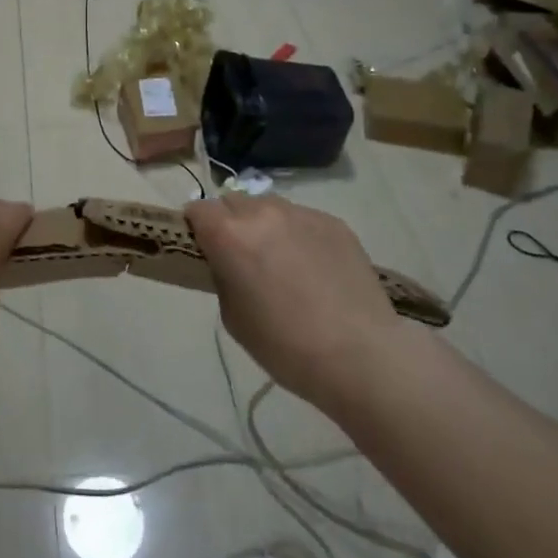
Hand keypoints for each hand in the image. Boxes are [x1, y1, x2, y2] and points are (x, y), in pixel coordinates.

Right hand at [184, 195, 399, 411]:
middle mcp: (263, 212)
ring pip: (270, 207)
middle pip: (233, 202)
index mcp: (229, 234)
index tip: (204, 248)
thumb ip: (223, 275)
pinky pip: (303, 220)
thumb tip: (229, 262)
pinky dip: (298, 235)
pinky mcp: (334, 223)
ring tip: (282, 261)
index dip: (197, 227)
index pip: (198, 209)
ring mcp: (302, 214)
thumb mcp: (233, 316)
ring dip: (265, 225)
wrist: (360, 355)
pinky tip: (315, 269)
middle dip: (230, 223)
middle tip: (243, 257)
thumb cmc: (285, 346)